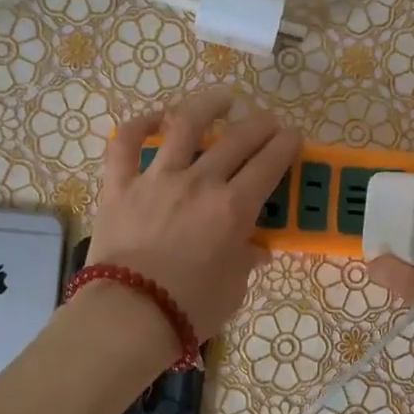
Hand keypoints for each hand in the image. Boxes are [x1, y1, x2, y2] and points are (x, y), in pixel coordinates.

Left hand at [85, 87, 299, 346]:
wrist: (130, 315)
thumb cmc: (190, 307)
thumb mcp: (234, 287)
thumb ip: (245, 259)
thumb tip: (254, 248)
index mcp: (233, 208)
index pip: (269, 164)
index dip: (286, 144)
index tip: (293, 136)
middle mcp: (200, 182)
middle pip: (237, 139)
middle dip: (260, 124)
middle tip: (269, 122)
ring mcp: (157, 178)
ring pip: (184, 124)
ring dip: (207, 105)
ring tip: (221, 99)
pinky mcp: (120, 184)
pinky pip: (127, 143)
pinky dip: (141, 124)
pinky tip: (156, 117)